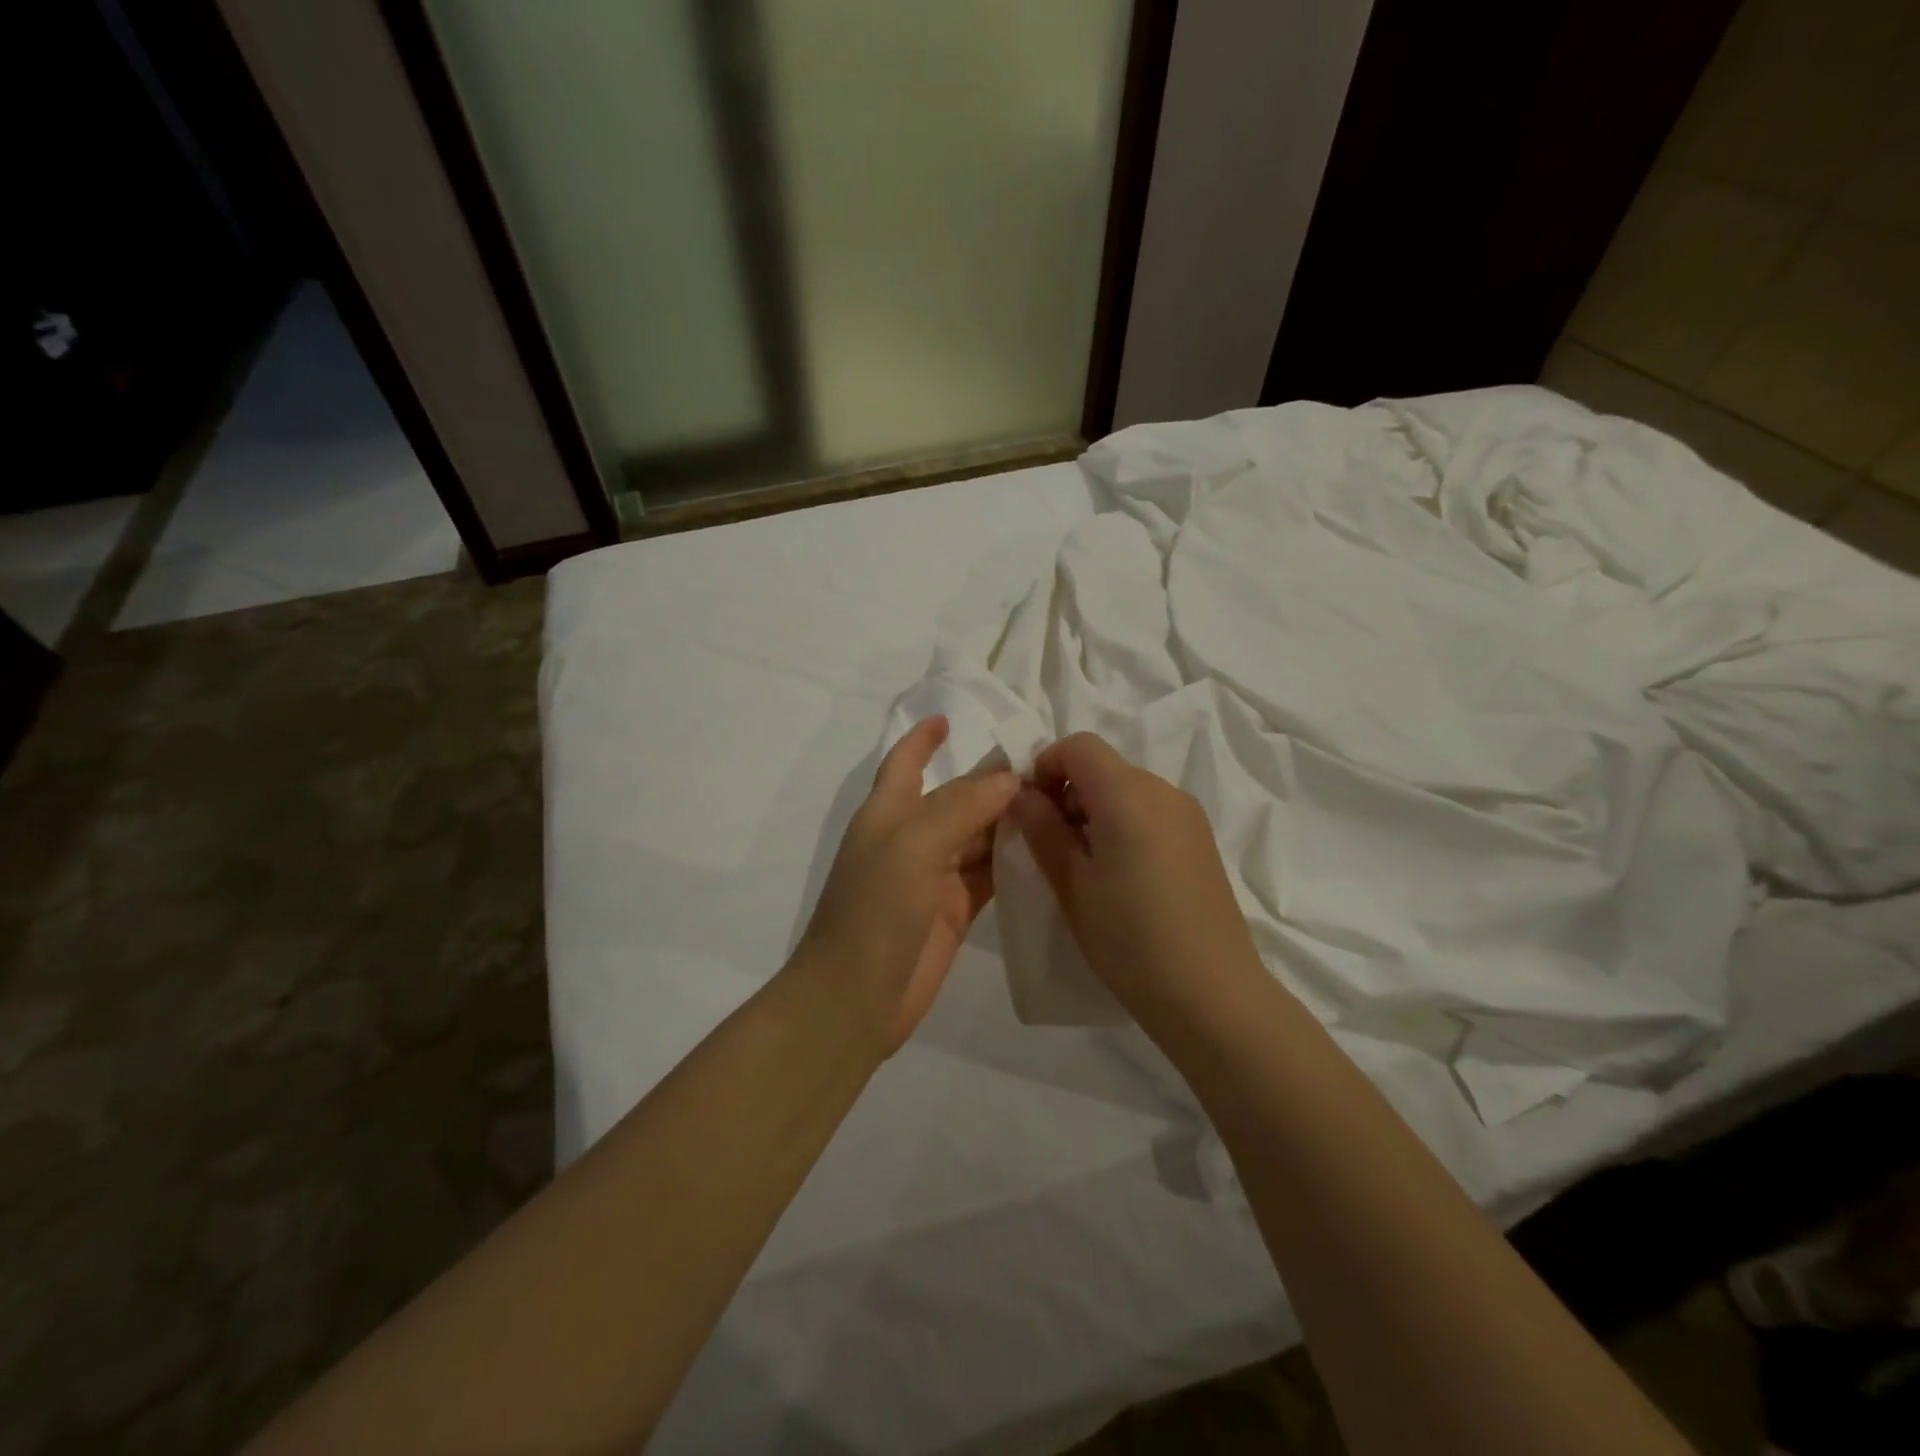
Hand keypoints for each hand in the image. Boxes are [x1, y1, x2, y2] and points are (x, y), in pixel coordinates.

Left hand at [797, 716, 1019, 1055]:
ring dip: (1009, 820)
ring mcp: (934, 876)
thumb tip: (1008, 778)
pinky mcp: (955, 911)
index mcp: (889, 812)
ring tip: (1058, 802)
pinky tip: (1047, 849)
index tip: (951, 717)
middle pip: (956, 798)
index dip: (923, 738)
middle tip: (1047, 767)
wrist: (855, 999)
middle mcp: (911, 838)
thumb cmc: (874, 910)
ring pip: (978, 835)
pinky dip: (1012, 861)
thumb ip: (960, 806)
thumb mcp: (913, 845)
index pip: (906, 762)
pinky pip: (989, 874)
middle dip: (991, 781)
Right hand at [1009, 732, 1264, 1036]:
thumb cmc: (1130, 939)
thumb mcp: (1072, 884)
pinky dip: (1122, 825)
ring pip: (1126, 789)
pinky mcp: (1200, 840)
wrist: (1212, 995)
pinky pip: (1150, 812)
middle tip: (1050, 846)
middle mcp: (1163, 791)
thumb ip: (1043, 829)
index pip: (1079, 745)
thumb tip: (1021, 794)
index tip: (1031, 812)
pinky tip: (1120, 876)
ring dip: (1094, 810)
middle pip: (1103, 766)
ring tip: (1084, 867)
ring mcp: (1188, 815)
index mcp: (1128, 793)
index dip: (1045, 767)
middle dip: (1067, 792)